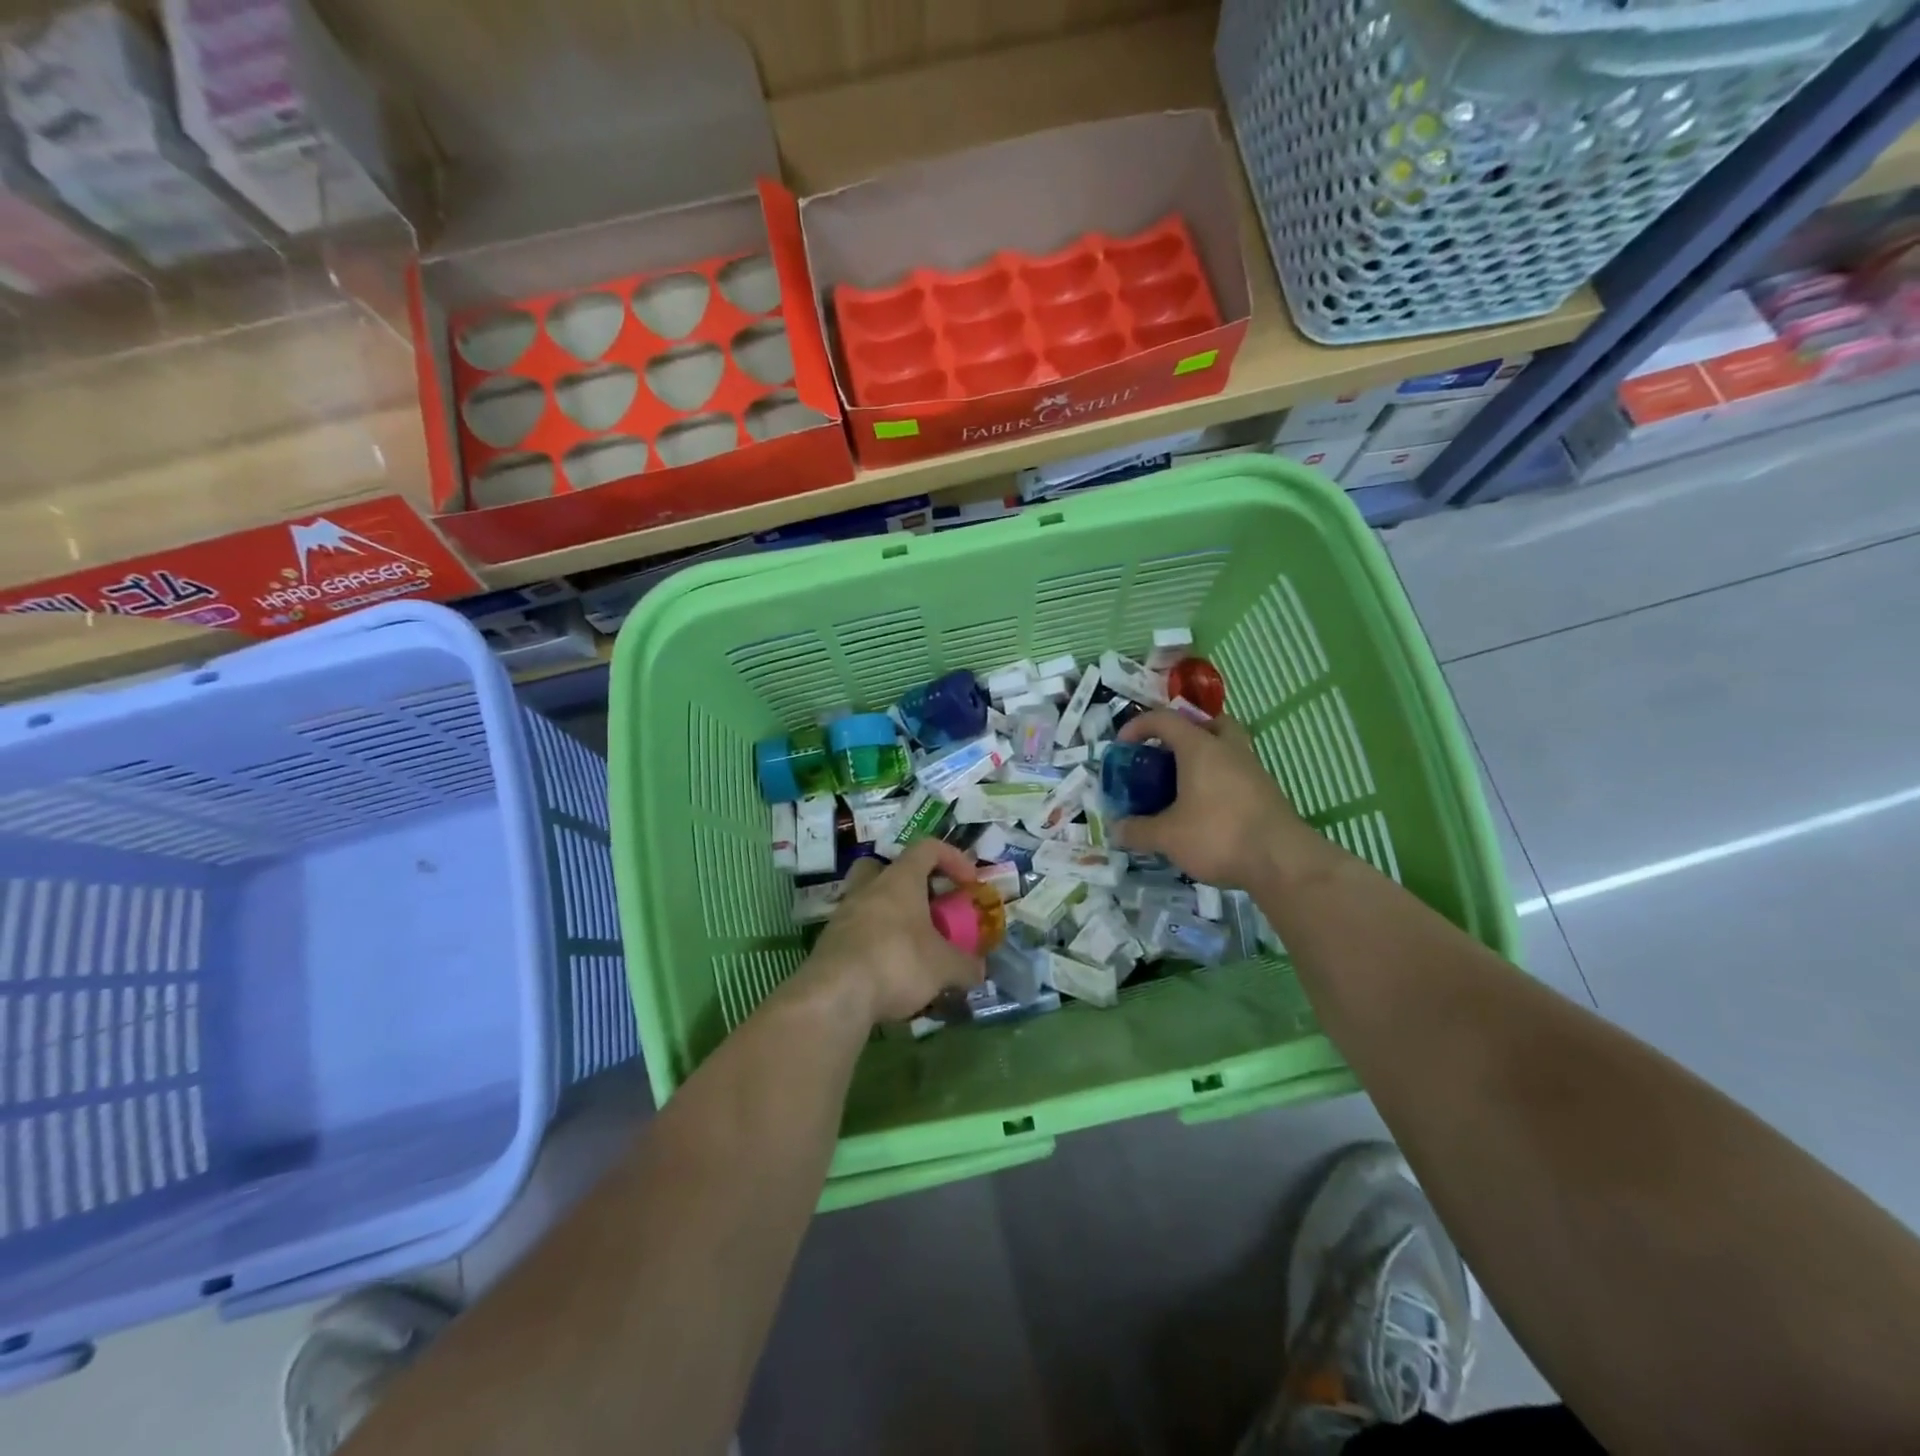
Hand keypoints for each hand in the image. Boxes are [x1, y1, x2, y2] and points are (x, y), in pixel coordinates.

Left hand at [800, 839, 986, 1024]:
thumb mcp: (944, 967)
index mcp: (899, 880)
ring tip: (913, 945)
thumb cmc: (897, 962)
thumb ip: (966, 966)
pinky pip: (858, 932)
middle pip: (886, 867)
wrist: (835, 996)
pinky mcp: (830, 944)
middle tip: (928, 905)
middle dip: (909, 882)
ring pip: (870, 900)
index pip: (927, 848)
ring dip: (892, 916)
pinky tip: (890, 970)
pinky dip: (876, 943)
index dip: (953, 858)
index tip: (969, 883)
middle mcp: (868, 888)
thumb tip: (979, 971)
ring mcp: (844, 914)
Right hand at [1111, 710, 1330, 890]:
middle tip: (1167, 755)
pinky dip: (1218, 781)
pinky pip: (1237, 773)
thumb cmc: (1218, 835)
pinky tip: (1206, 809)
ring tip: (1183, 786)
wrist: (1282, 861)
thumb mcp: (1167, 837)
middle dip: (1185, 733)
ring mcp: (1252, 769)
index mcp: (1200, 747)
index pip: (1164, 719)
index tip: (1123, 746)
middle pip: (1208, 723)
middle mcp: (1228, 749)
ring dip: (1204, 758)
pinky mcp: (1266, 792)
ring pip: (1226, 748)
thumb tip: (1116, 829)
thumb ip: (1138, 830)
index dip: (1138, 726)